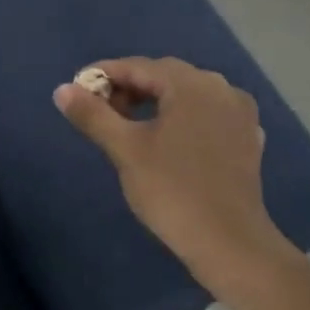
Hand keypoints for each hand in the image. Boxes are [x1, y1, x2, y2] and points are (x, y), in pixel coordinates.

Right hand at [53, 57, 299, 294]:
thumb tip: (62, 90)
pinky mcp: (246, 138)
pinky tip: (166, 139)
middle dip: (129, 88)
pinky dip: (179, 118)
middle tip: (98, 111)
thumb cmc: (171, 191)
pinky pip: (205, 114)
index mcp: (191, 85)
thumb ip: (92, 114)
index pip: (138, 66)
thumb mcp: (124, 149)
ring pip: (186, 94)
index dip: (103, 75)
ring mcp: (239, 113)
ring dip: (154, 102)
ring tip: (126, 126)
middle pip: (164, 76)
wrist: (228, 242)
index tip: (76, 91)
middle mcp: (221, 88)